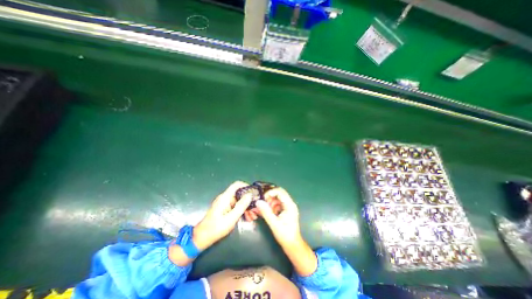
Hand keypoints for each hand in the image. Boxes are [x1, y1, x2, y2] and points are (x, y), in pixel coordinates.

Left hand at [194, 182, 252, 248]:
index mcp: (225, 197)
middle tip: (255, 209)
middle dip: (248, 200)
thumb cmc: (216, 228)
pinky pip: (235, 206)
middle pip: (239, 193)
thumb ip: (241, 206)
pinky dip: (241, 210)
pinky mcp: (224, 208)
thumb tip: (249, 195)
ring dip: (246, 207)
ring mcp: (224, 203)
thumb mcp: (231, 218)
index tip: (254, 193)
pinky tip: (246, 218)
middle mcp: (225, 198)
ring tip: (252, 216)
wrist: (202, 238)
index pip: (237, 184)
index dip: (246, 186)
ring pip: (238, 201)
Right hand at [256, 187, 316, 275]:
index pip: (280, 192)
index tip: (262, 198)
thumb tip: (258, 201)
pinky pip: (278, 204)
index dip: (270, 192)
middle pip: (279, 193)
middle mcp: (290, 203)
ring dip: (271, 202)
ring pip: (278, 198)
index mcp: (290, 205)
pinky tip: (269, 213)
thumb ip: (266, 212)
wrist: (293, 245)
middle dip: (270, 197)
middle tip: (263, 203)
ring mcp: (288, 207)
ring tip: (265, 209)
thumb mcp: (274, 224)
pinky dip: (272, 206)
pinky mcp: (286, 210)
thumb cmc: (285, 235)